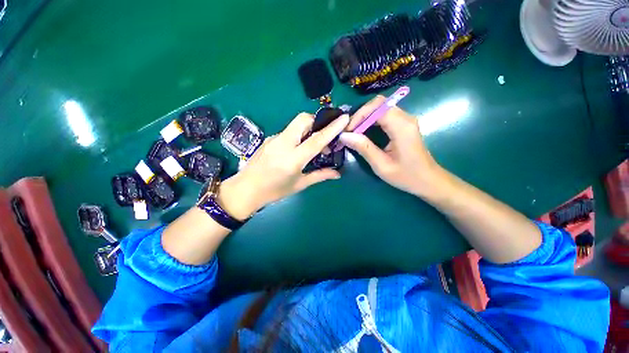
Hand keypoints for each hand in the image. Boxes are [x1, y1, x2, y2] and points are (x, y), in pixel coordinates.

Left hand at [218, 113, 349, 219]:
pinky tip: (297, 148)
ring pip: (295, 124)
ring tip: (312, 145)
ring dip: (308, 129)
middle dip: (317, 121)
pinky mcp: (269, 139)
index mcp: (293, 159)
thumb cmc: (274, 191)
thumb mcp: (299, 184)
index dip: (332, 128)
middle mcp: (283, 144)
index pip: (316, 139)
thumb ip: (320, 176)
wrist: (245, 190)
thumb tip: (338, 174)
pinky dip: (298, 135)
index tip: (344, 118)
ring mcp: (274, 139)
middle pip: (303, 120)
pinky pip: (288, 131)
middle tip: (324, 135)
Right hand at [339, 96, 442, 196]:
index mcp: (402, 127)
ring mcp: (406, 120)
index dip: (359, 115)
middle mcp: (405, 118)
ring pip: (381, 107)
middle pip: (379, 103)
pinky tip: (364, 132)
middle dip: (361, 115)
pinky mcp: (404, 124)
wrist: (428, 180)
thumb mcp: (381, 165)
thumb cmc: (406, 176)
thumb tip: (344, 135)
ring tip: (354, 132)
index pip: (377, 107)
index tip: (348, 130)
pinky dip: (371, 120)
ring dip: (365, 117)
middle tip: (349, 131)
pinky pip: (385, 114)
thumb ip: (363, 148)